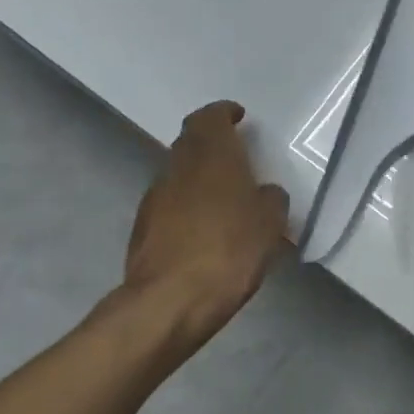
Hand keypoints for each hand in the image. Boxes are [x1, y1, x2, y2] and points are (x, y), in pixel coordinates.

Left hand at [115, 101, 289, 339]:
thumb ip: (270, 199)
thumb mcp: (270, 224)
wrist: (172, 299)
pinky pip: (170, 203)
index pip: (210, 118)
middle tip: (235, 156)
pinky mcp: (143, 226)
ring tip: (223, 197)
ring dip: (198, 176)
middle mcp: (178, 167)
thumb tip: (264, 193)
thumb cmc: (230, 250)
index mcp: (212, 155)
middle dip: (211, 144)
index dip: (223, 114)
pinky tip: (204, 228)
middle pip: (190, 142)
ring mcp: (155, 197)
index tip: (237, 117)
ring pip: (178, 173)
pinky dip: (187, 205)